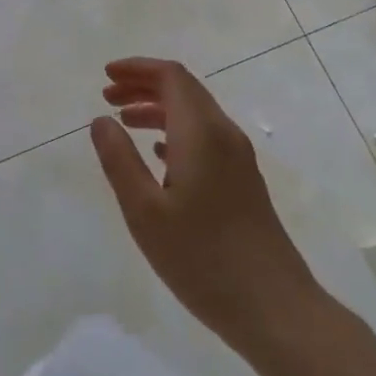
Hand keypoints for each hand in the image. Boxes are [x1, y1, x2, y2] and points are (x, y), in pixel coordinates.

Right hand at [91, 57, 323, 359]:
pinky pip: (205, 137)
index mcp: (201, 132)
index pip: (171, 77)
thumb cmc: (202, 259)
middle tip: (107, 96)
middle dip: (144, 85)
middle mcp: (223, 134)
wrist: (274, 307)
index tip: (105, 75)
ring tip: (123, 123)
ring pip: (195, 113)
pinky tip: (157, 155)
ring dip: (158, 109)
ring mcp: (238, 158)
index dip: (137, 69)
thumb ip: (119, 161)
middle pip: (184, 89)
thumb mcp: (145, 212)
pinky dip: (175, 132)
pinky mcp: (243, 180)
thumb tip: (101, 120)